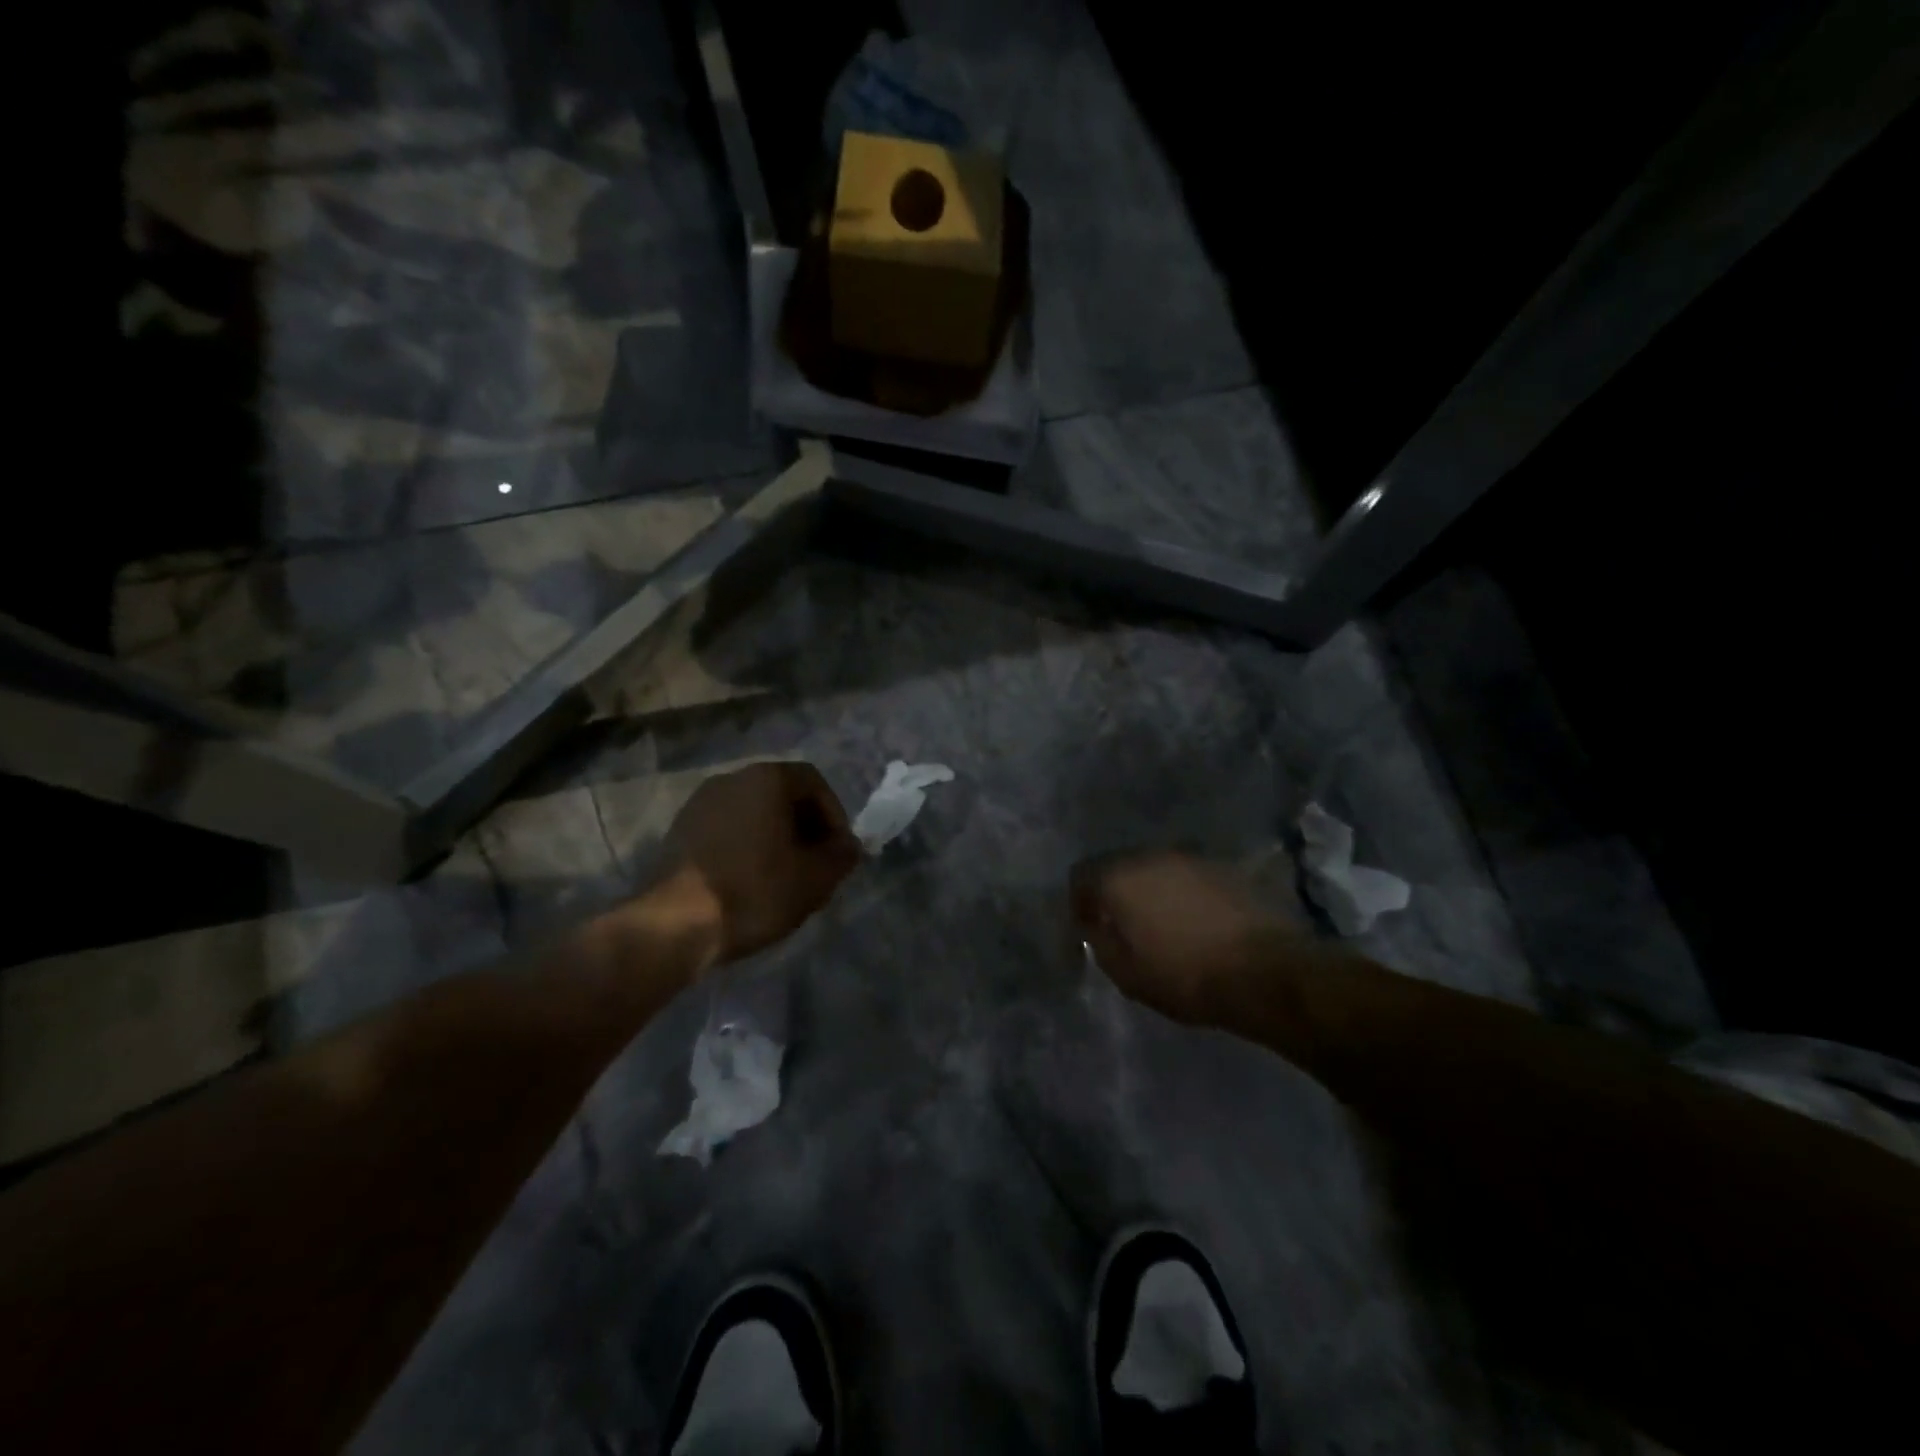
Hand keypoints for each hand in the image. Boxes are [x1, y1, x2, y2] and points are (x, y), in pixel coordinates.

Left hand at [665, 761, 862, 961]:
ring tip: (783, 878)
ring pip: (753, 813)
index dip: (835, 816)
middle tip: (815, 866)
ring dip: (775, 838)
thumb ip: (841, 856)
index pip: (815, 783)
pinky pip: (727, 829)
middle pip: (782, 795)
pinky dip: (745, 847)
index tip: (838, 852)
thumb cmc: (755, 891)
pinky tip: (748, 882)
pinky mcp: (679, 830)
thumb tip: (849, 847)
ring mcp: (700, 802)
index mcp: (767, 778)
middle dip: (805, 828)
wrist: (675, 924)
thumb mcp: (815, 878)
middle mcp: (732, 778)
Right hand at [1071, 851, 1302, 1025]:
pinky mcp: (1225, 868)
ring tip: (1162, 925)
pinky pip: (1188, 877)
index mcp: (1119, 877)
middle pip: (1119, 866)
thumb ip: (1100, 943)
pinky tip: (1195, 922)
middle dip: (1116, 893)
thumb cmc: (1185, 976)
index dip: (1079, 902)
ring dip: (1152, 891)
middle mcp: (1151, 856)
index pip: (1081, 875)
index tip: (1089, 928)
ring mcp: (1191, 858)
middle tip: (1124, 926)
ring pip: (1156, 870)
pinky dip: (1183, 894)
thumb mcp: (1126, 974)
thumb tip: (1097, 926)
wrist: (1266, 971)